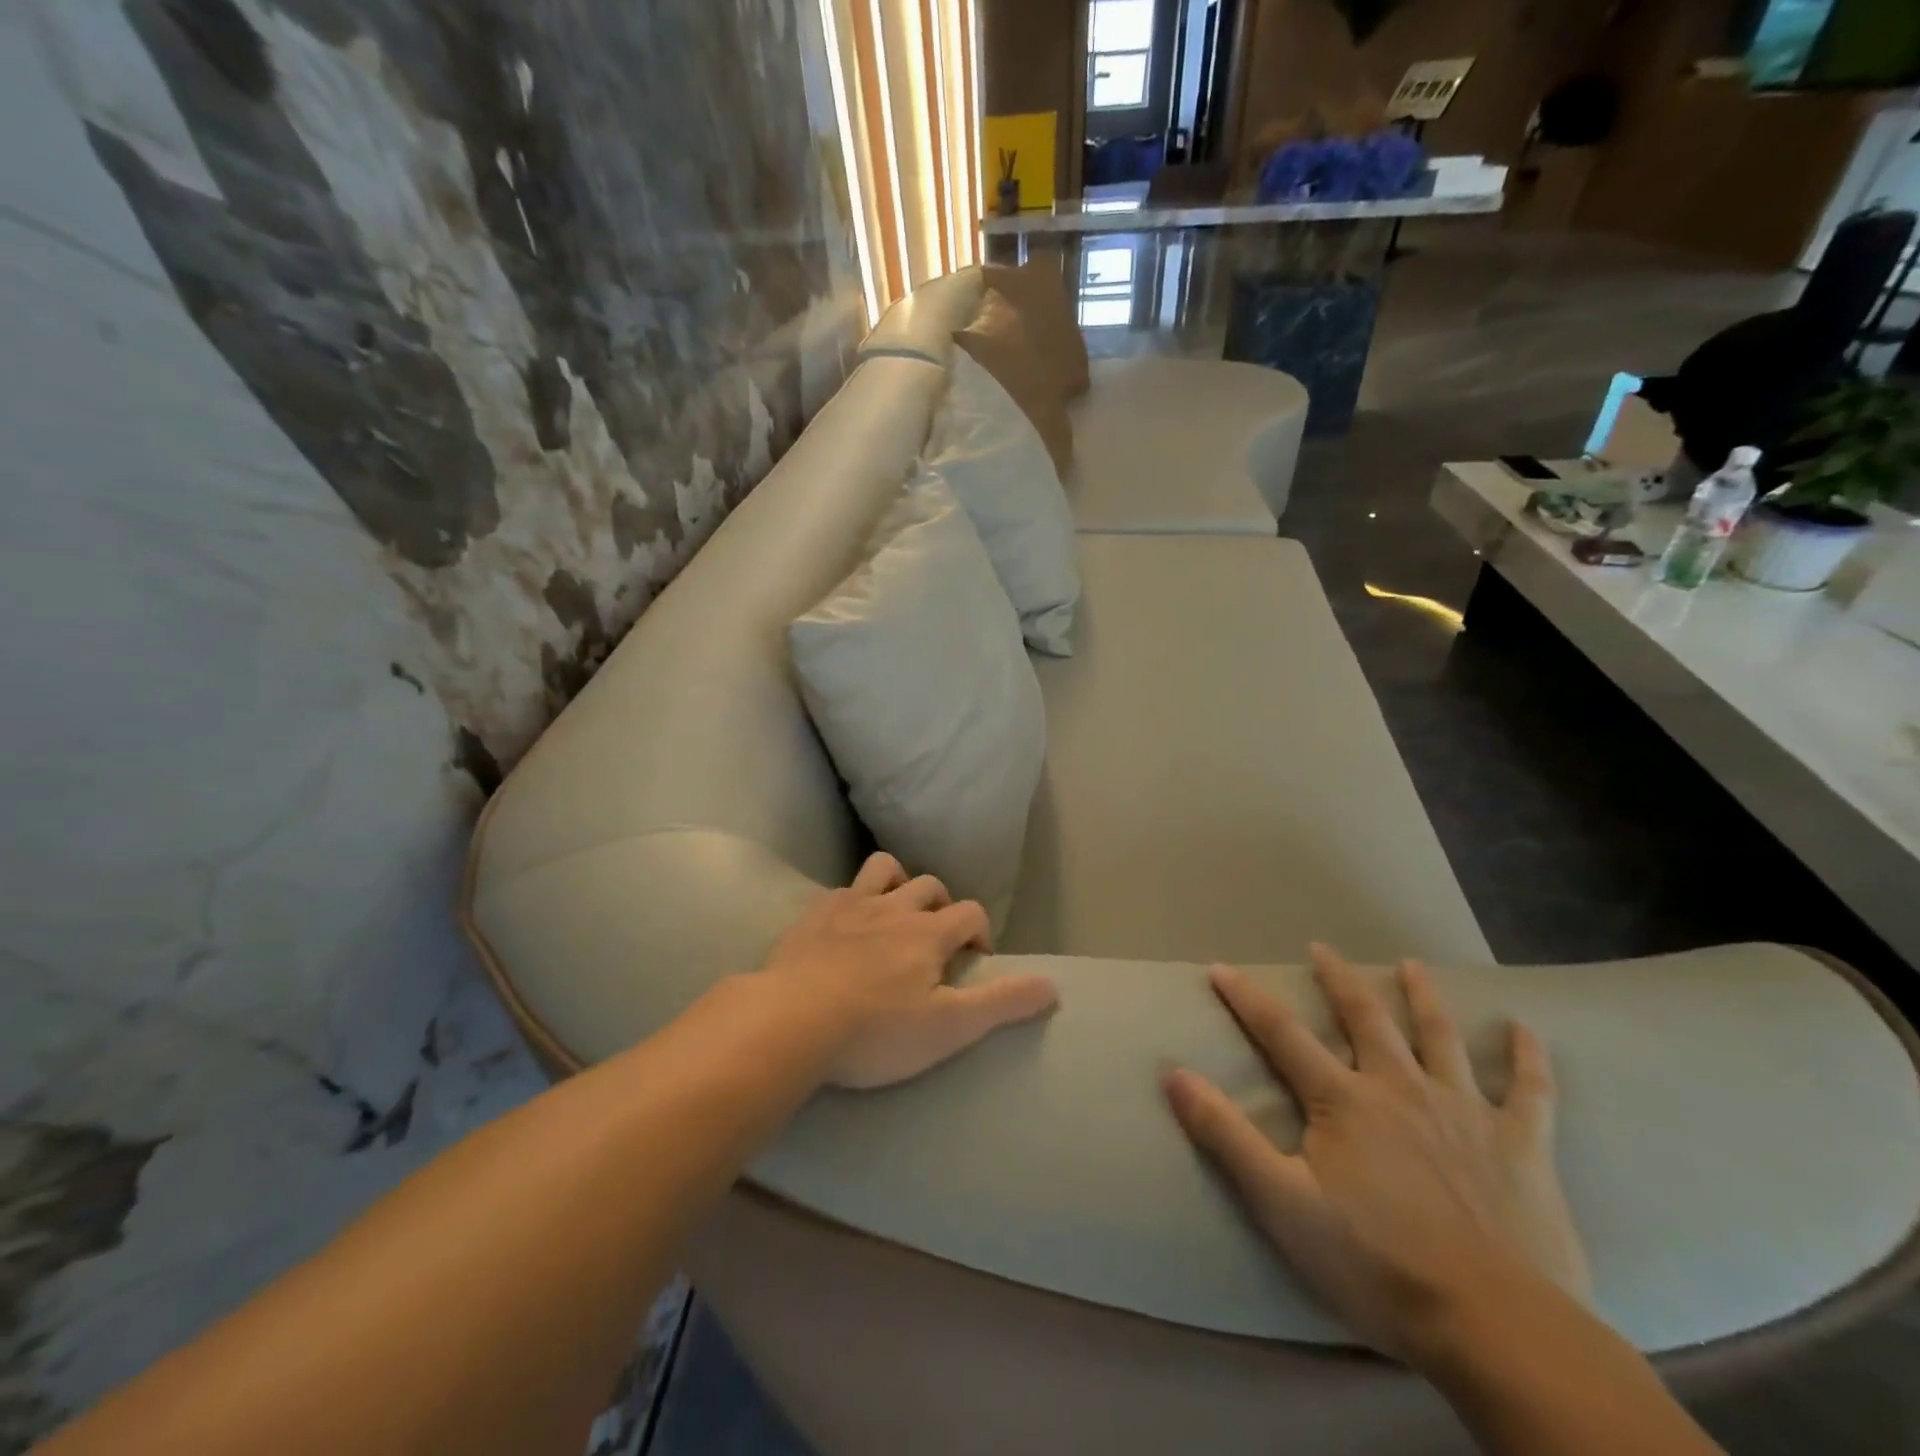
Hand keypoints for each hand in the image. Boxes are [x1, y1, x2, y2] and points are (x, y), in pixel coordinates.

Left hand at [762, 852, 1058, 1088]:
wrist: (791, 1021)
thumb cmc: (876, 1031)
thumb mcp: (950, 1027)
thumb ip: (1002, 1003)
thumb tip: (1054, 986)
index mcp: (928, 933)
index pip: (970, 912)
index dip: (980, 931)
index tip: (974, 958)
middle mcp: (893, 908)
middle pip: (930, 886)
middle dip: (942, 906)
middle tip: (936, 941)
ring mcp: (849, 906)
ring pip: (884, 869)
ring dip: (897, 883)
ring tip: (895, 914)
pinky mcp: (813, 915)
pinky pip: (840, 889)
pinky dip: (851, 900)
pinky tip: (844, 925)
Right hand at [1163, 945, 1587, 1367]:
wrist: (1500, 1329)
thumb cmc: (1379, 1265)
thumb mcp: (1282, 1204)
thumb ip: (1227, 1135)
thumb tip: (1174, 1074)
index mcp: (1344, 1101)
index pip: (1281, 1033)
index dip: (1247, 998)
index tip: (1220, 967)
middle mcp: (1401, 1088)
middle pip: (1366, 1018)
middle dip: (1339, 980)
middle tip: (1322, 948)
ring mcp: (1465, 1112)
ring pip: (1440, 1038)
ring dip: (1422, 998)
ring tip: (1411, 965)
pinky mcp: (1522, 1147)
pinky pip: (1530, 1092)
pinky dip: (1529, 1058)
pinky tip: (1526, 1031)